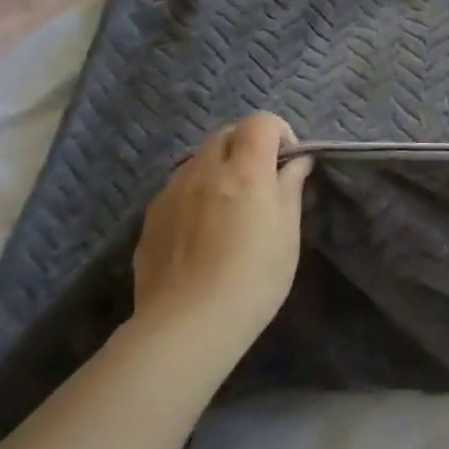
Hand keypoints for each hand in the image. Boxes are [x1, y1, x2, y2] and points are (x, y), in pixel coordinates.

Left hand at [132, 114, 312, 356]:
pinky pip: (178, 188)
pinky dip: (196, 193)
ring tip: (229, 207)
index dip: (279, 133)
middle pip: (226, 134)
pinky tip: (202, 232)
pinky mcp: (150, 217)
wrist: (187, 326)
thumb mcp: (288, 234)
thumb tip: (298, 162)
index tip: (288, 163)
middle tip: (261, 181)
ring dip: (219, 168)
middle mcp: (204, 171)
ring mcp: (171, 192)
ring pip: (198, 160)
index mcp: (244, 172)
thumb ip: (290, 189)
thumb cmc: (254, 279)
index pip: (260, 122)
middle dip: (247, 145)